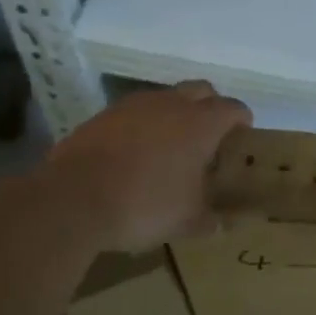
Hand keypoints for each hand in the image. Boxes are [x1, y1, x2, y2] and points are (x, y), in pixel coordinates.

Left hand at [51, 81, 251, 250]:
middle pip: (201, 90)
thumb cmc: (145, 205)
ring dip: (174, 114)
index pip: (233, 108)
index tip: (243, 135)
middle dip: (210, 106)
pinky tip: (135, 153)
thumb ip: (209, 219)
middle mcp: (171, 104)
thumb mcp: (186, 221)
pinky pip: (133, 113)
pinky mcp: (103, 116)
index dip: (242, 120)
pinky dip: (142, 125)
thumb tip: (220, 224)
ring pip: (165, 98)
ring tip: (171, 145)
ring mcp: (133, 106)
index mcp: (201, 124)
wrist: (73, 200)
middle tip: (210, 135)